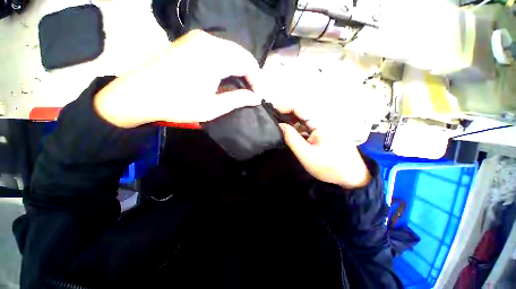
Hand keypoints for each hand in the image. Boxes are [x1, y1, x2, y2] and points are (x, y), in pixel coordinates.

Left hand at [94, 30, 259, 127]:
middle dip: (251, 74)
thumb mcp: (213, 107)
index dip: (257, 81)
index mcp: (215, 56)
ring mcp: (198, 38)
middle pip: (241, 54)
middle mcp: (208, 40)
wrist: (139, 94)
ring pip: (231, 51)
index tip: (258, 96)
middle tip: (253, 92)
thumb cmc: (178, 104)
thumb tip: (256, 98)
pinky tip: (228, 77)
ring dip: (240, 69)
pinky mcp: (191, 41)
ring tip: (243, 86)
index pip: (248, 63)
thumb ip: (238, 100)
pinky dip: (229, 63)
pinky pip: (219, 50)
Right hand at [275, 100, 371, 188]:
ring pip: (303, 118)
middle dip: (285, 112)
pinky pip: (307, 125)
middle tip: (271, 117)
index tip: (270, 109)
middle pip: (300, 111)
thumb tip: (280, 125)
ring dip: (290, 119)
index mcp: (320, 123)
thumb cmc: (329, 167)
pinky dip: (296, 126)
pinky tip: (289, 130)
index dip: (283, 106)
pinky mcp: (323, 131)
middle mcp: (322, 120)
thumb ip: (291, 138)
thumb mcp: (306, 155)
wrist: (351, 176)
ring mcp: (323, 125)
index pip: (298, 108)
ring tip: (276, 123)